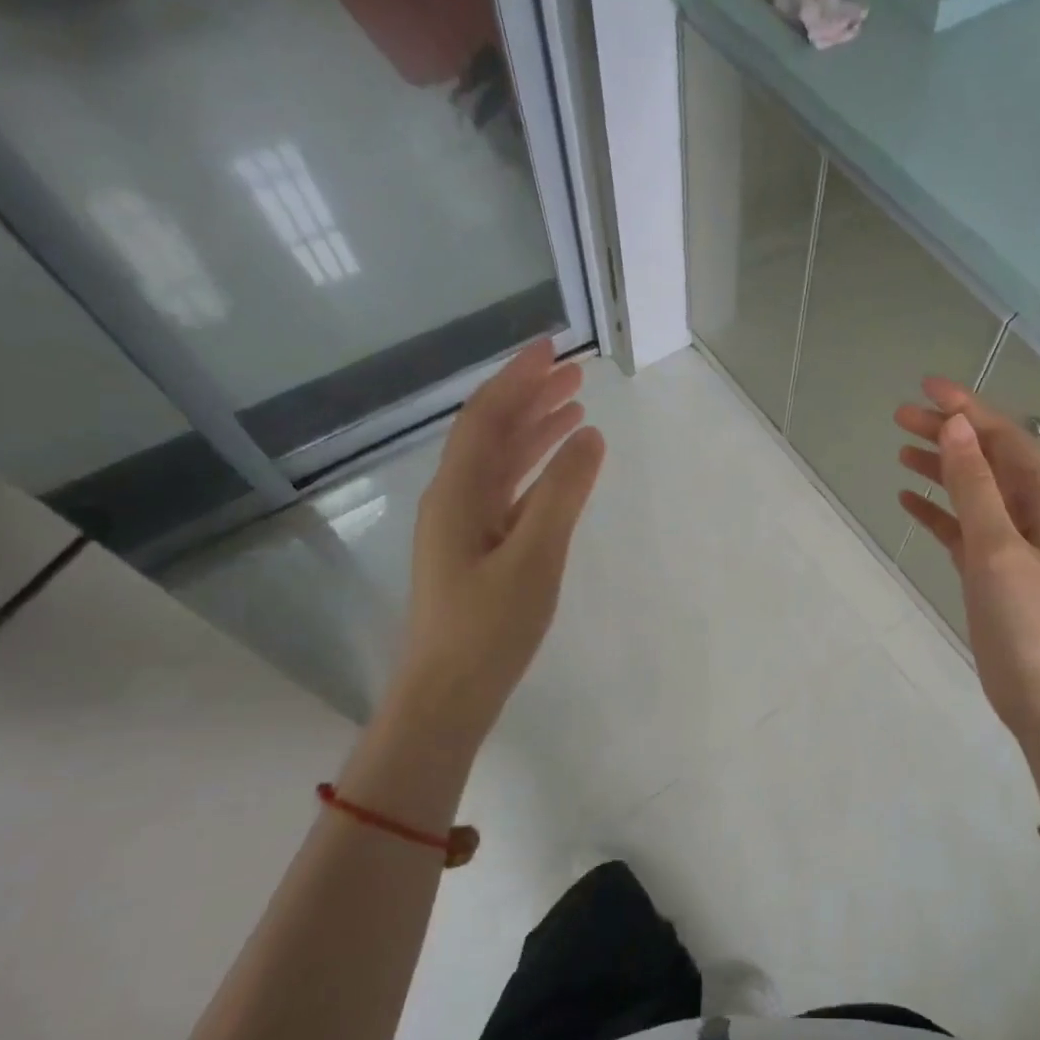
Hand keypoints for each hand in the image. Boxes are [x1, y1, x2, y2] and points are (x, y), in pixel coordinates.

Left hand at [398, 337, 605, 736]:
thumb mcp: (534, 557)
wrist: (449, 692)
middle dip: (531, 397)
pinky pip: (508, 492)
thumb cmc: (489, 627)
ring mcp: (464, 525)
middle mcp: (455, 498)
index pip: (488, 416)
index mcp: (459, 492)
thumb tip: (590, 436)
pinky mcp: (477, 549)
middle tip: (575, 374)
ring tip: (575, 409)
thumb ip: (563, 494)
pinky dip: (536, 471)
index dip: (518, 377)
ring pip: (501, 462)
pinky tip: (560, 469)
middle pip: (493, 432)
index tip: (553, 347)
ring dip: (535, 431)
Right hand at [895, 378, 1039, 754]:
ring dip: (939, 469)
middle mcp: (1026, 517)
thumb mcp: (998, 548)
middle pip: (985, 461)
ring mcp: (1006, 547)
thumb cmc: (1029, 621)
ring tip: (900, 451)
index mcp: (1039, 503)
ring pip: (970, 493)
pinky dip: (935, 512)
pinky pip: (958, 531)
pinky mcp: (987, 575)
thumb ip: (975, 487)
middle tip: (900, 417)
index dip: (969, 410)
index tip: (927, 389)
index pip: (1003, 439)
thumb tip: (956, 427)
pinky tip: (908, 502)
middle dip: (948, 434)